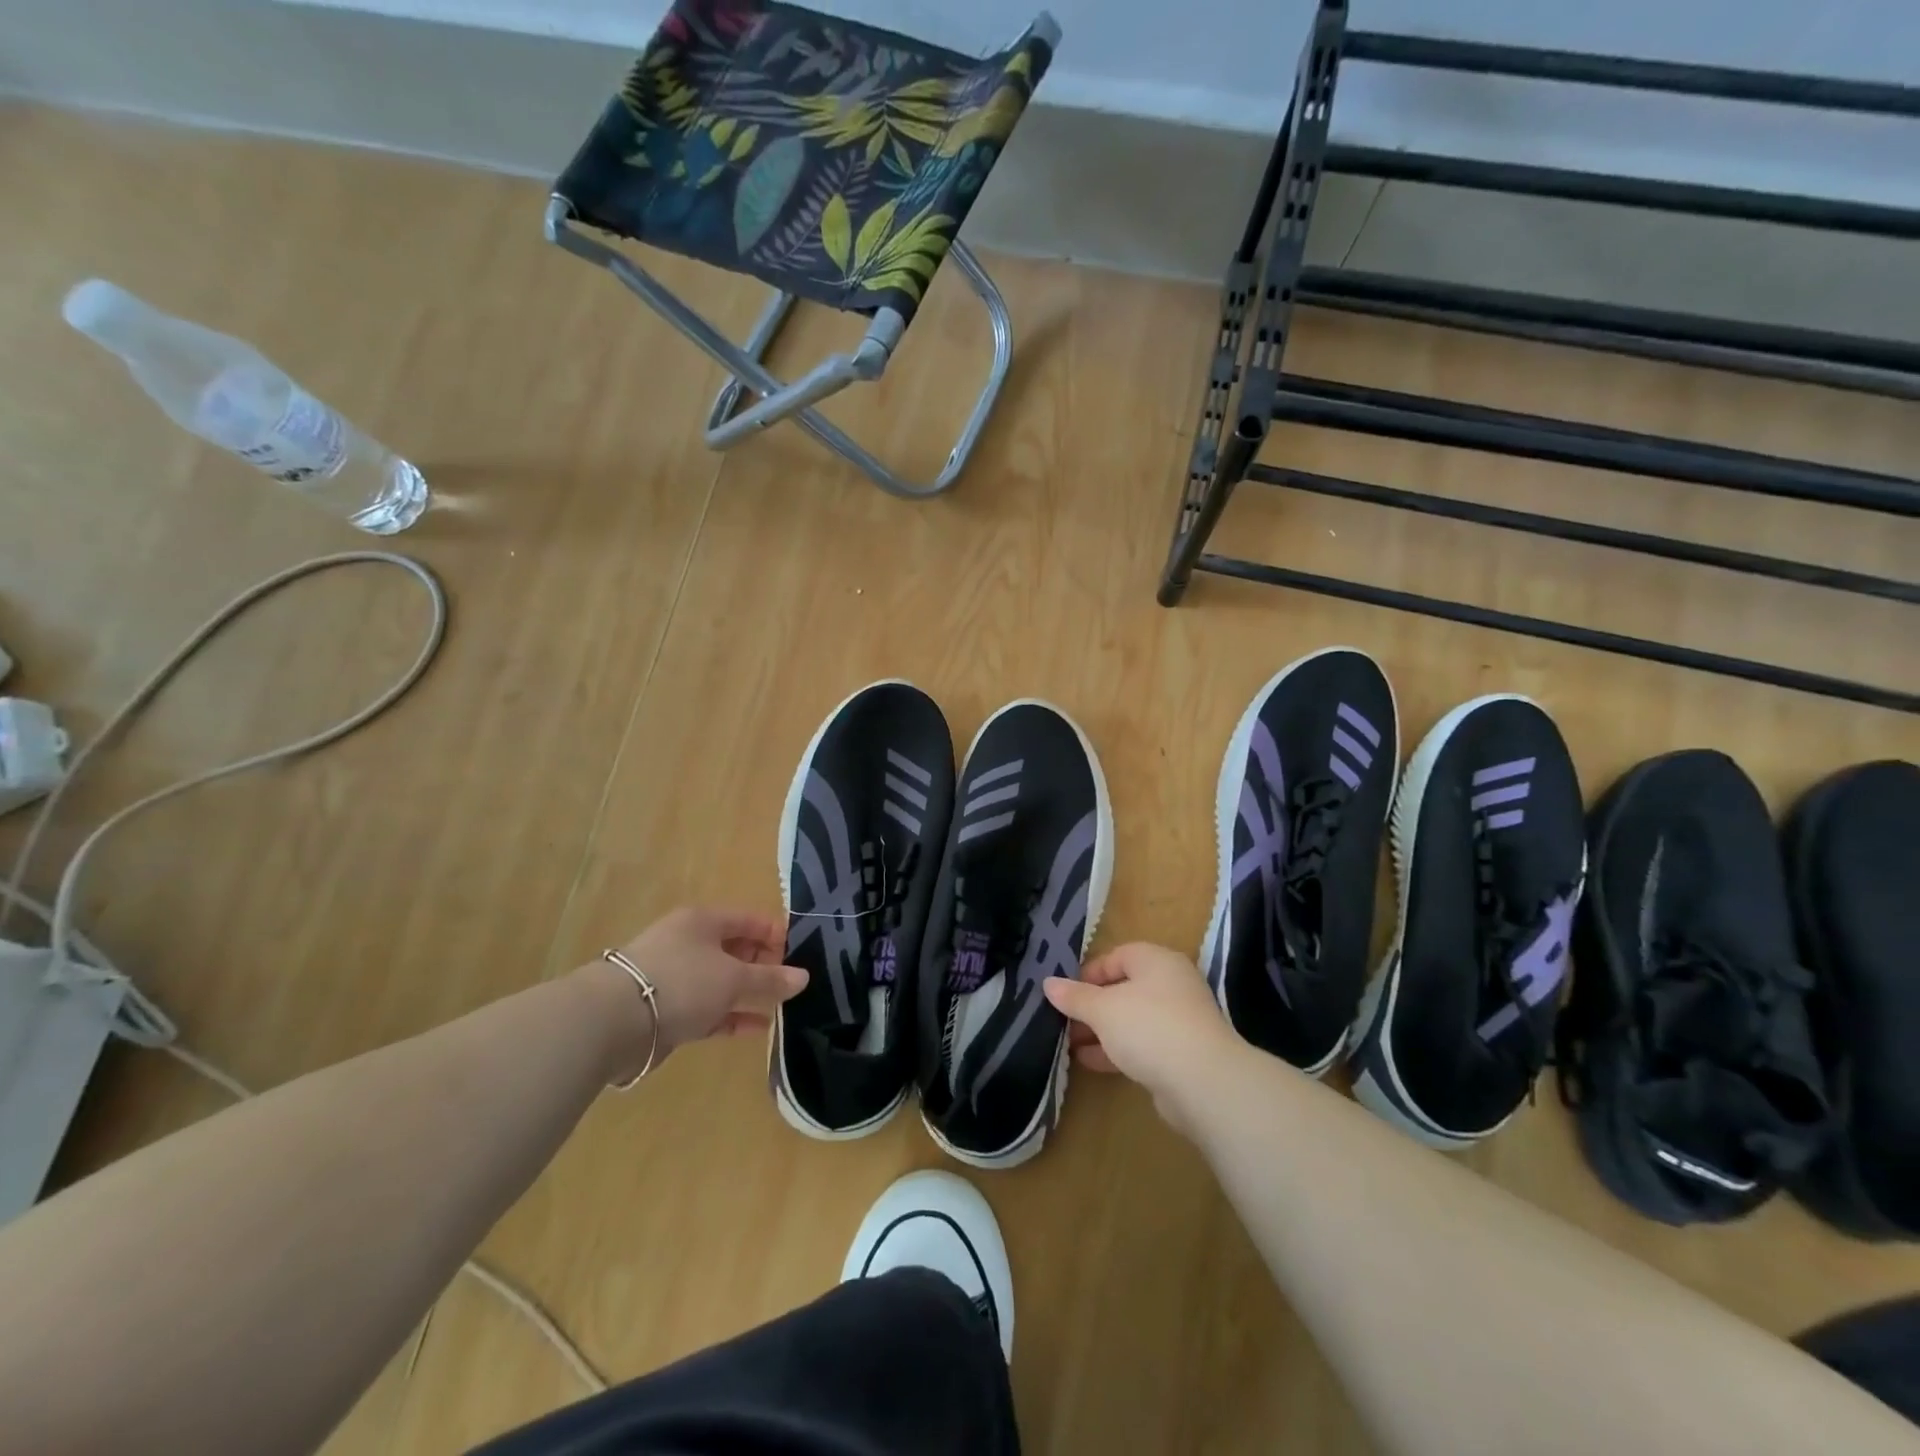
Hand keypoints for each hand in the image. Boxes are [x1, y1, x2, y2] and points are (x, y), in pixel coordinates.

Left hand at [586, 907, 807, 1081]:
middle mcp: (688, 943)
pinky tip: (758, 1028)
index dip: (776, 934)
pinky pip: (709, 1009)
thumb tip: (803, 977)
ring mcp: (675, 977)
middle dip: (763, 965)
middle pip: (735, 949)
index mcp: (703, 921)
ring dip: (748, 993)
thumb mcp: (734, 978)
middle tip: (790, 983)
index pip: (749, 920)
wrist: (613, 1022)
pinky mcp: (667, 1010)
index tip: (801, 954)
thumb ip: (770, 979)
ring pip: (721, 981)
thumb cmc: (681, 982)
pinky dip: (732, 1016)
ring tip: (780, 1006)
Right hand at [1043, 942, 1242, 1133]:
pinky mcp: (1182, 1053)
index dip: (1089, 973)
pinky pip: (1143, 1044)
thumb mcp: (1103, 1009)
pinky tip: (1090, 1062)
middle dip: (1092, 1006)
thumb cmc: (1149, 1027)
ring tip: (1070, 1044)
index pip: (1117, 956)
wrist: (1203, 1082)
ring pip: (1132, 1019)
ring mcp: (1180, 1020)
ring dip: (1102, 1030)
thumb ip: (1075, 997)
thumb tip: (1048, 983)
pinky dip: (1118, 1049)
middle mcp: (1172, 984)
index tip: (1066, 993)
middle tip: (1064, 1020)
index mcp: (1156, 961)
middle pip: (1124, 988)